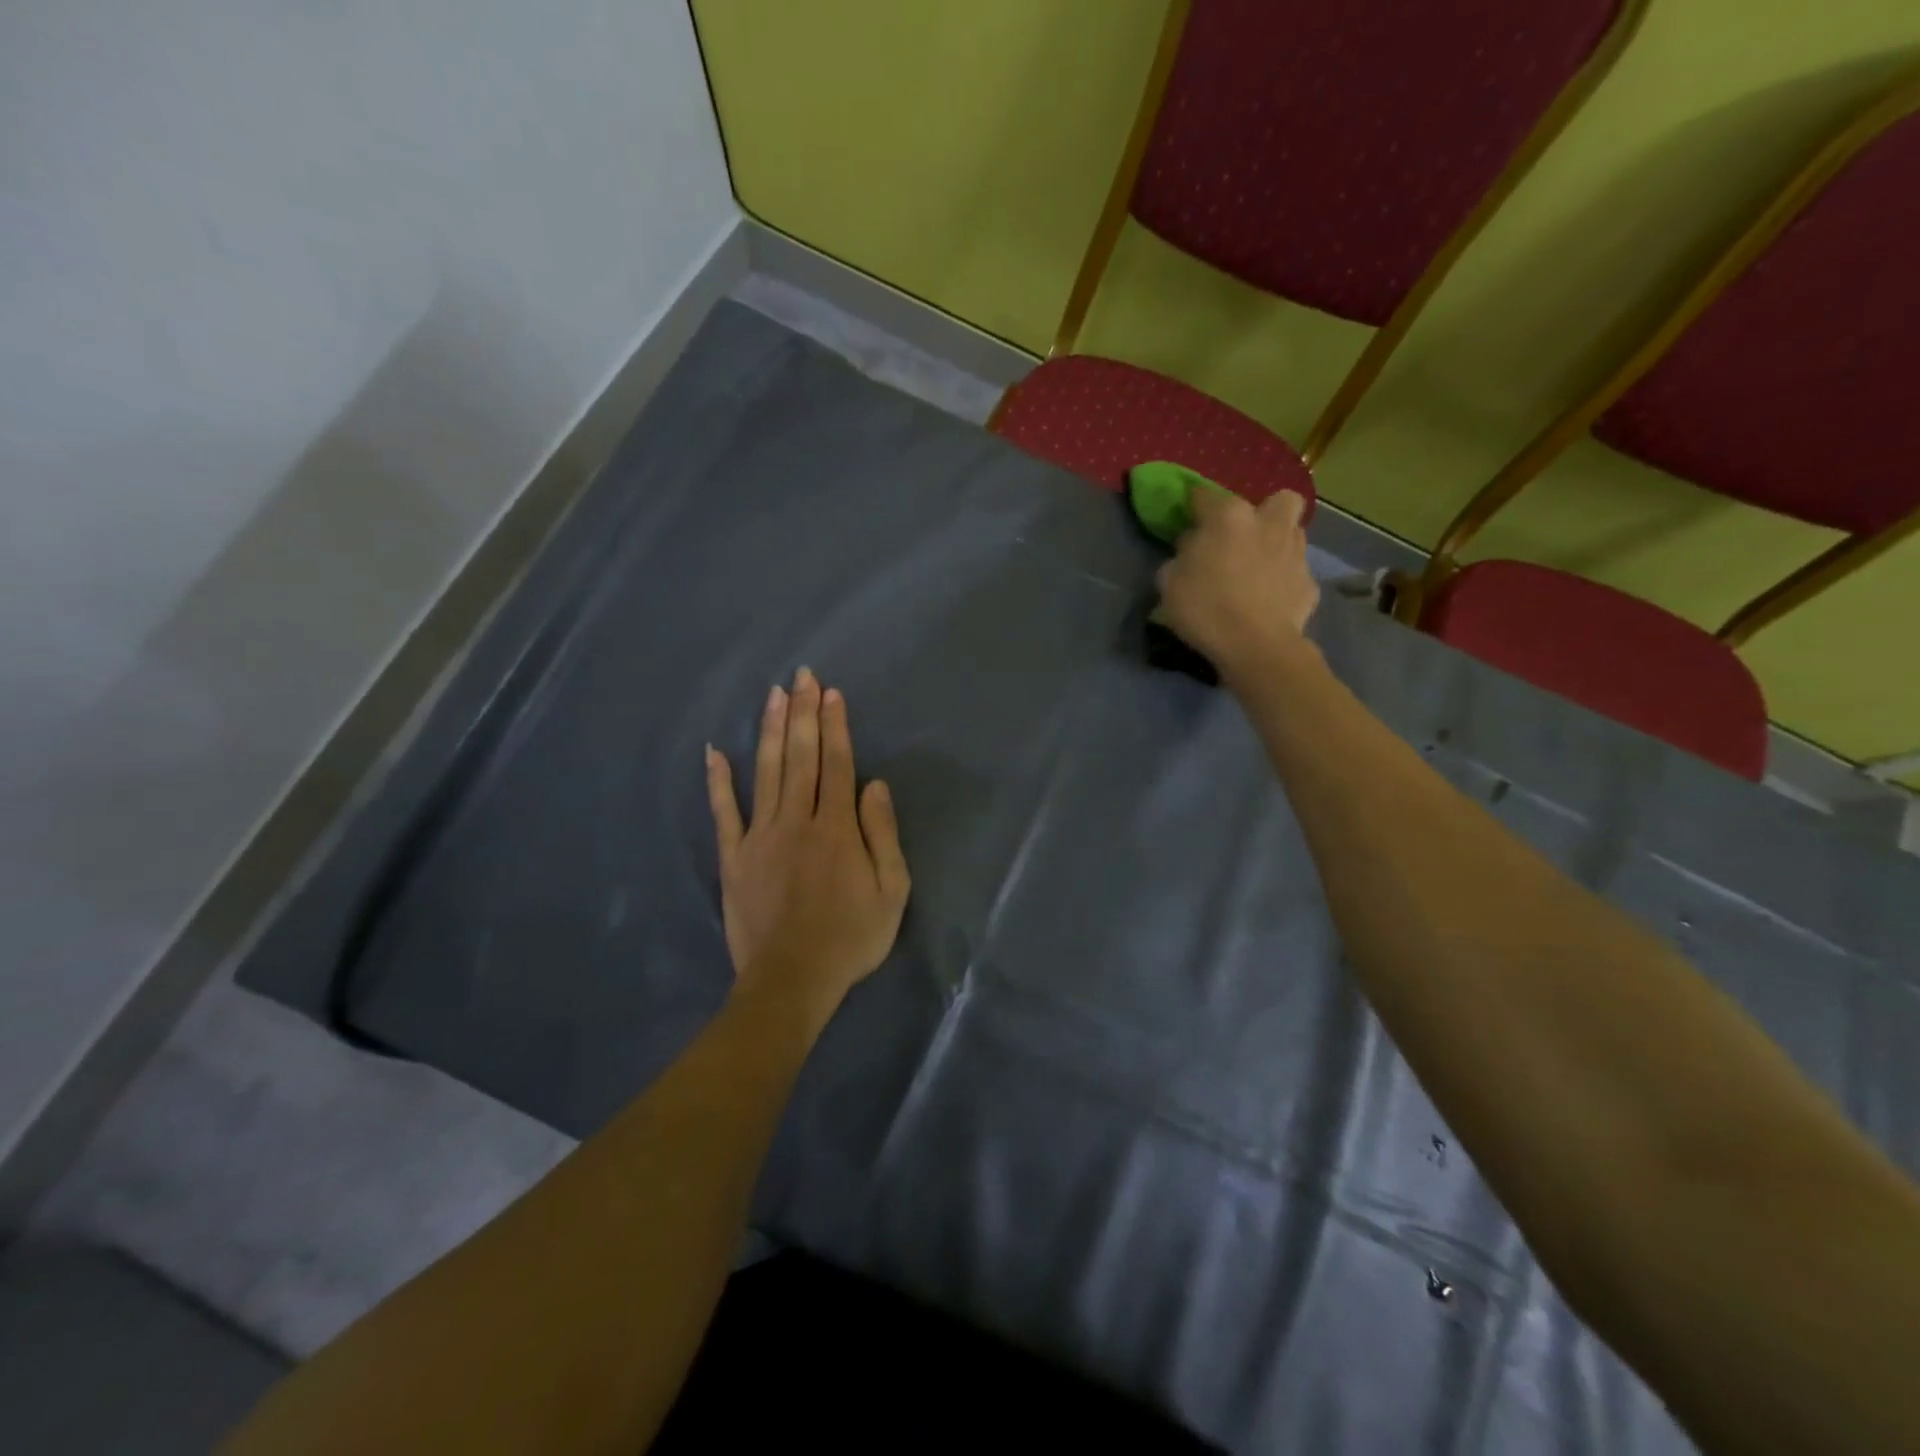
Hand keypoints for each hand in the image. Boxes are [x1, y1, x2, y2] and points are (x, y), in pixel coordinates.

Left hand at [705, 668, 910, 1023]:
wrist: (792, 980)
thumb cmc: (850, 937)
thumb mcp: (891, 891)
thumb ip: (883, 834)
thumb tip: (874, 785)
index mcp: (837, 827)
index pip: (837, 764)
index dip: (835, 726)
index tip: (831, 693)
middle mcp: (797, 820)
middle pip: (801, 757)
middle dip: (803, 713)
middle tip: (802, 676)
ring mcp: (760, 836)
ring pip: (766, 772)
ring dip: (771, 731)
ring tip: (772, 695)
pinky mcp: (734, 857)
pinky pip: (725, 813)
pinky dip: (719, 782)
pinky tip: (714, 752)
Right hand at [1154, 487, 1319, 681]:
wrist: (1256, 646)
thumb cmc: (1205, 609)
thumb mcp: (1169, 583)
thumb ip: (1179, 558)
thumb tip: (1191, 550)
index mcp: (1228, 518)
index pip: (1205, 496)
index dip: (1193, 507)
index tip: (1187, 519)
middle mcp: (1268, 524)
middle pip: (1278, 499)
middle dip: (1264, 511)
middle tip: (1245, 535)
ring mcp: (1295, 551)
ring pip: (1292, 532)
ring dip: (1277, 543)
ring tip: (1258, 567)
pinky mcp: (1309, 582)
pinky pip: (1295, 571)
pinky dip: (1284, 580)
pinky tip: (1270, 598)